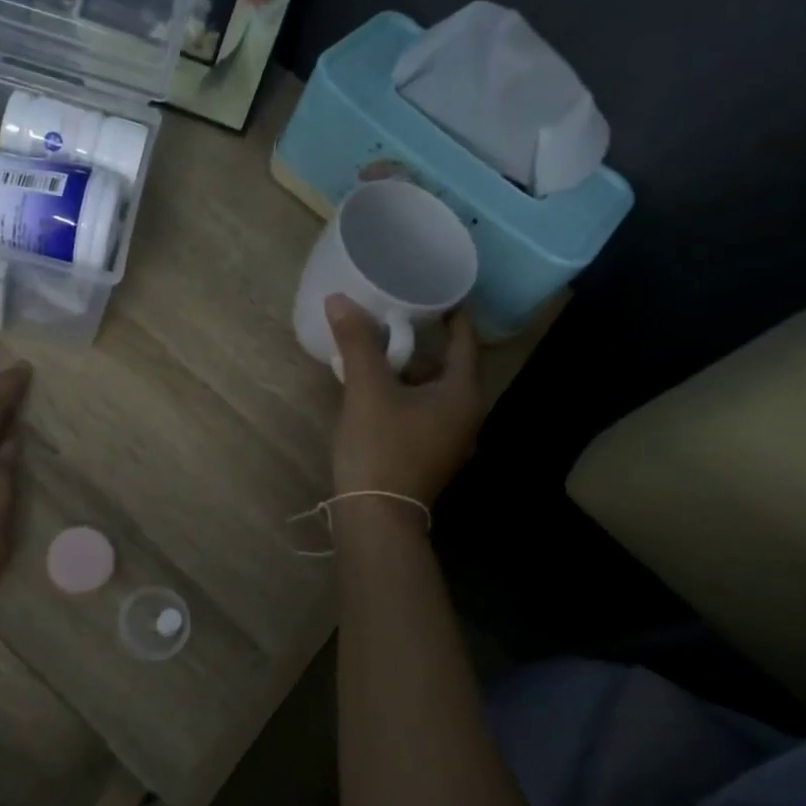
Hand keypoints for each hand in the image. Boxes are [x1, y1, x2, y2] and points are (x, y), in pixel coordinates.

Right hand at [326, 294, 483, 505]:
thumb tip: (339, 298)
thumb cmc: (381, 447)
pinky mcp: (429, 455)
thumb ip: (357, 342)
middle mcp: (465, 415)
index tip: (433, 288)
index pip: (464, 340)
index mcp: (462, 394)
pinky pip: (421, 410)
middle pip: (447, 365)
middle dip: (422, 339)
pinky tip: (373, 387)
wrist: (376, 517)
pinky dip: (402, 393)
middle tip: (395, 312)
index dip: (451, 312)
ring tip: (377, 346)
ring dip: (408, 368)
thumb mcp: (367, 390)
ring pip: (431, 390)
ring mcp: (449, 439)